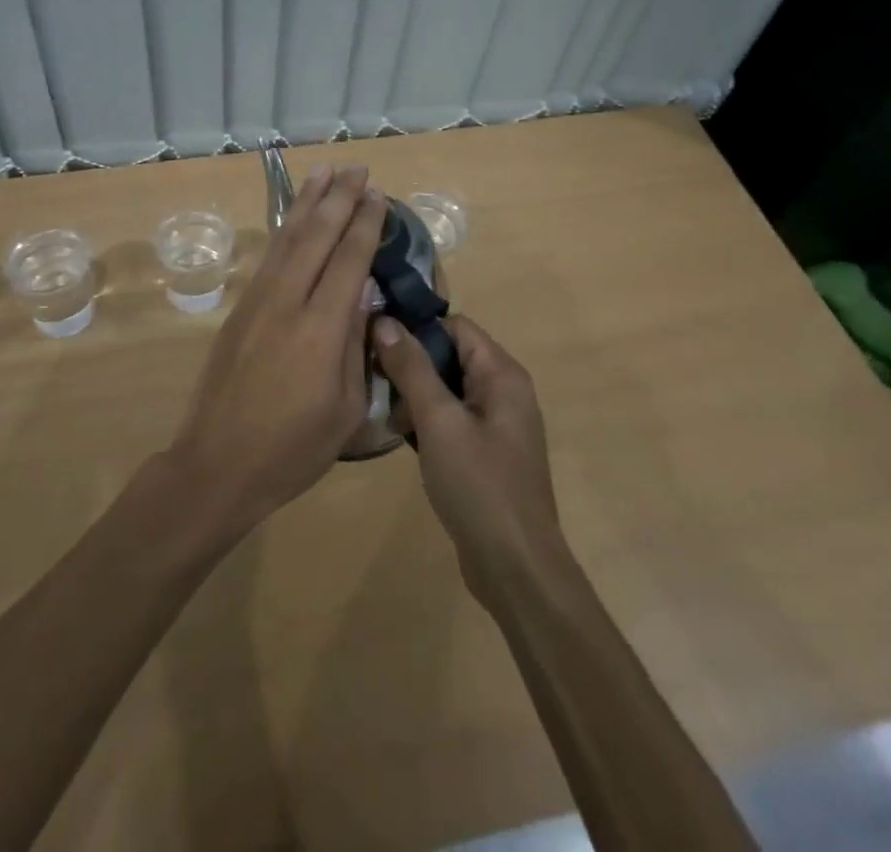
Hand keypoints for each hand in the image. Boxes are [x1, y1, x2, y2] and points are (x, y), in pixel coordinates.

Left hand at [168, 165, 387, 534]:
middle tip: (358, 169)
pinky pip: (270, 257)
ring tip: (325, 172)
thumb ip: (357, 346)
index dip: (365, 224)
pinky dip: (284, 229)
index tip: (378, 194)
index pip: (349, 261)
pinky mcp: (240, 310)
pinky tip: (294, 217)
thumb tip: (363, 294)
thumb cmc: (293, 449)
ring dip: (308, 202)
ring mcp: (258, 302)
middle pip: (317, 237)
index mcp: (321, 329)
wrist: (217, 465)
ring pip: (287, 239)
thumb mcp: (346, 410)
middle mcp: (288, 302)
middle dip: (340, 199)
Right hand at [372, 314, 566, 602]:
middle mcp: (504, 391)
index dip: (416, 329)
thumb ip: (412, 368)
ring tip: (384, 414)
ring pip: (447, 389)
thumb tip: (384, 321)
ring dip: (415, 396)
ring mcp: (497, 424)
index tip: (375, 342)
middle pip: (450, 355)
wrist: (516, 569)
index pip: (454, 326)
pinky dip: (427, 422)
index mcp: (502, 374)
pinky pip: (452, 419)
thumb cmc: (479, 486)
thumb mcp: (439, 421)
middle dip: (411, 365)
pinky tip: (402, 439)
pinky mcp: (487, 452)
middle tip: (374, 381)